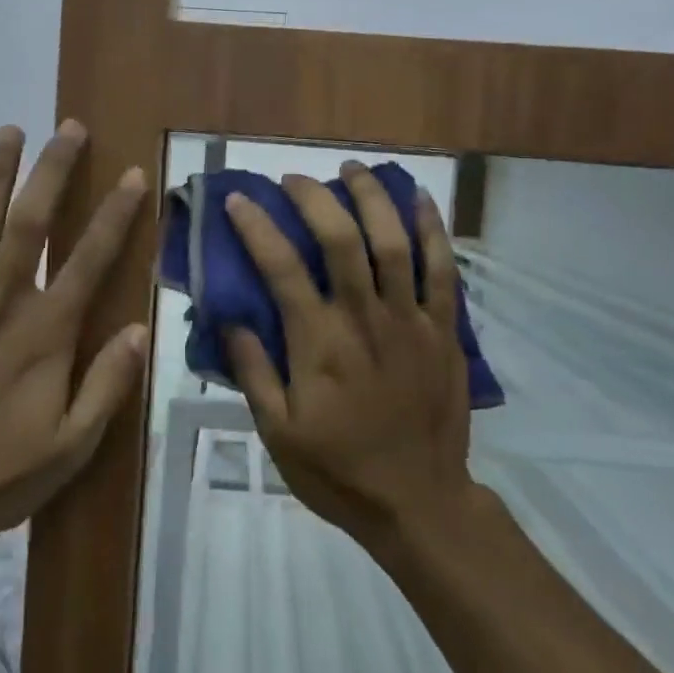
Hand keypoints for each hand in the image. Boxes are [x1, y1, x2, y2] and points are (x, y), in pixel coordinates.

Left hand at [0, 122, 148, 559]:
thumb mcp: (71, 445)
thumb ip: (107, 385)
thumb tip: (141, 329)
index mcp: (46, 335)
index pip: (90, 261)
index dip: (115, 216)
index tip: (132, 176)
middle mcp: (2, 304)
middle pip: (30, 224)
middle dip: (53, 172)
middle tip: (69, 128)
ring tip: (10, 130)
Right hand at [223, 161, 474, 547]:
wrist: (418, 502)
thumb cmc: (339, 470)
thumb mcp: (277, 432)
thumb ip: (254, 371)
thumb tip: (230, 318)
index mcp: (319, 343)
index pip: (281, 267)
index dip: (257, 227)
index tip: (239, 200)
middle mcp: (364, 318)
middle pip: (341, 239)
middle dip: (314, 198)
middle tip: (293, 180)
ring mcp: (410, 320)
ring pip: (394, 242)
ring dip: (371, 198)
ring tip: (351, 170)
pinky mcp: (443, 329)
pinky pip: (442, 269)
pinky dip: (431, 229)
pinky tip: (418, 199)